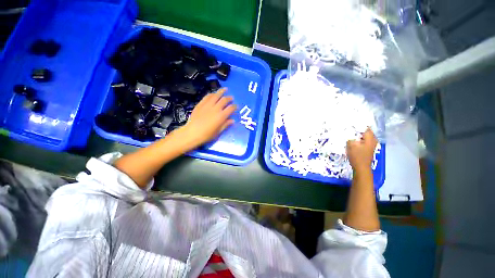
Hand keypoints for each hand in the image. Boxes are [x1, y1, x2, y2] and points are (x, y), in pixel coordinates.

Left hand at [181, 88, 235, 146]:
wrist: (192, 133)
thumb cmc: (206, 135)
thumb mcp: (218, 132)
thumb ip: (226, 125)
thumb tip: (232, 120)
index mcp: (221, 116)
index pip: (231, 108)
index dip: (235, 106)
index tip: (236, 106)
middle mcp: (216, 108)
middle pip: (224, 100)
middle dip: (229, 98)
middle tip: (231, 98)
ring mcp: (208, 105)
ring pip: (216, 95)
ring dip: (221, 91)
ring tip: (225, 89)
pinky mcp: (201, 104)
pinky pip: (207, 96)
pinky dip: (212, 94)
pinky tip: (214, 94)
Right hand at [346, 128, 377, 172]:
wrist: (361, 168)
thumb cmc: (357, 156)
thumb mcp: (351, 145)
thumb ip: (350, 136)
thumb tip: (348, 131)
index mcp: (370, 138)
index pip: (365, 127)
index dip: (357, 124)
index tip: (350, 123)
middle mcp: (373, 140)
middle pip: (365, 131)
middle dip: (357, 129)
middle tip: (348, 128)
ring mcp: (371, 144)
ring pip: (364, 136)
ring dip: (357, 134)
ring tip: (349, 133)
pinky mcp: (368, 148)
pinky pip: (363, 140)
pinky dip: (358, 139)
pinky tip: (352, 140)